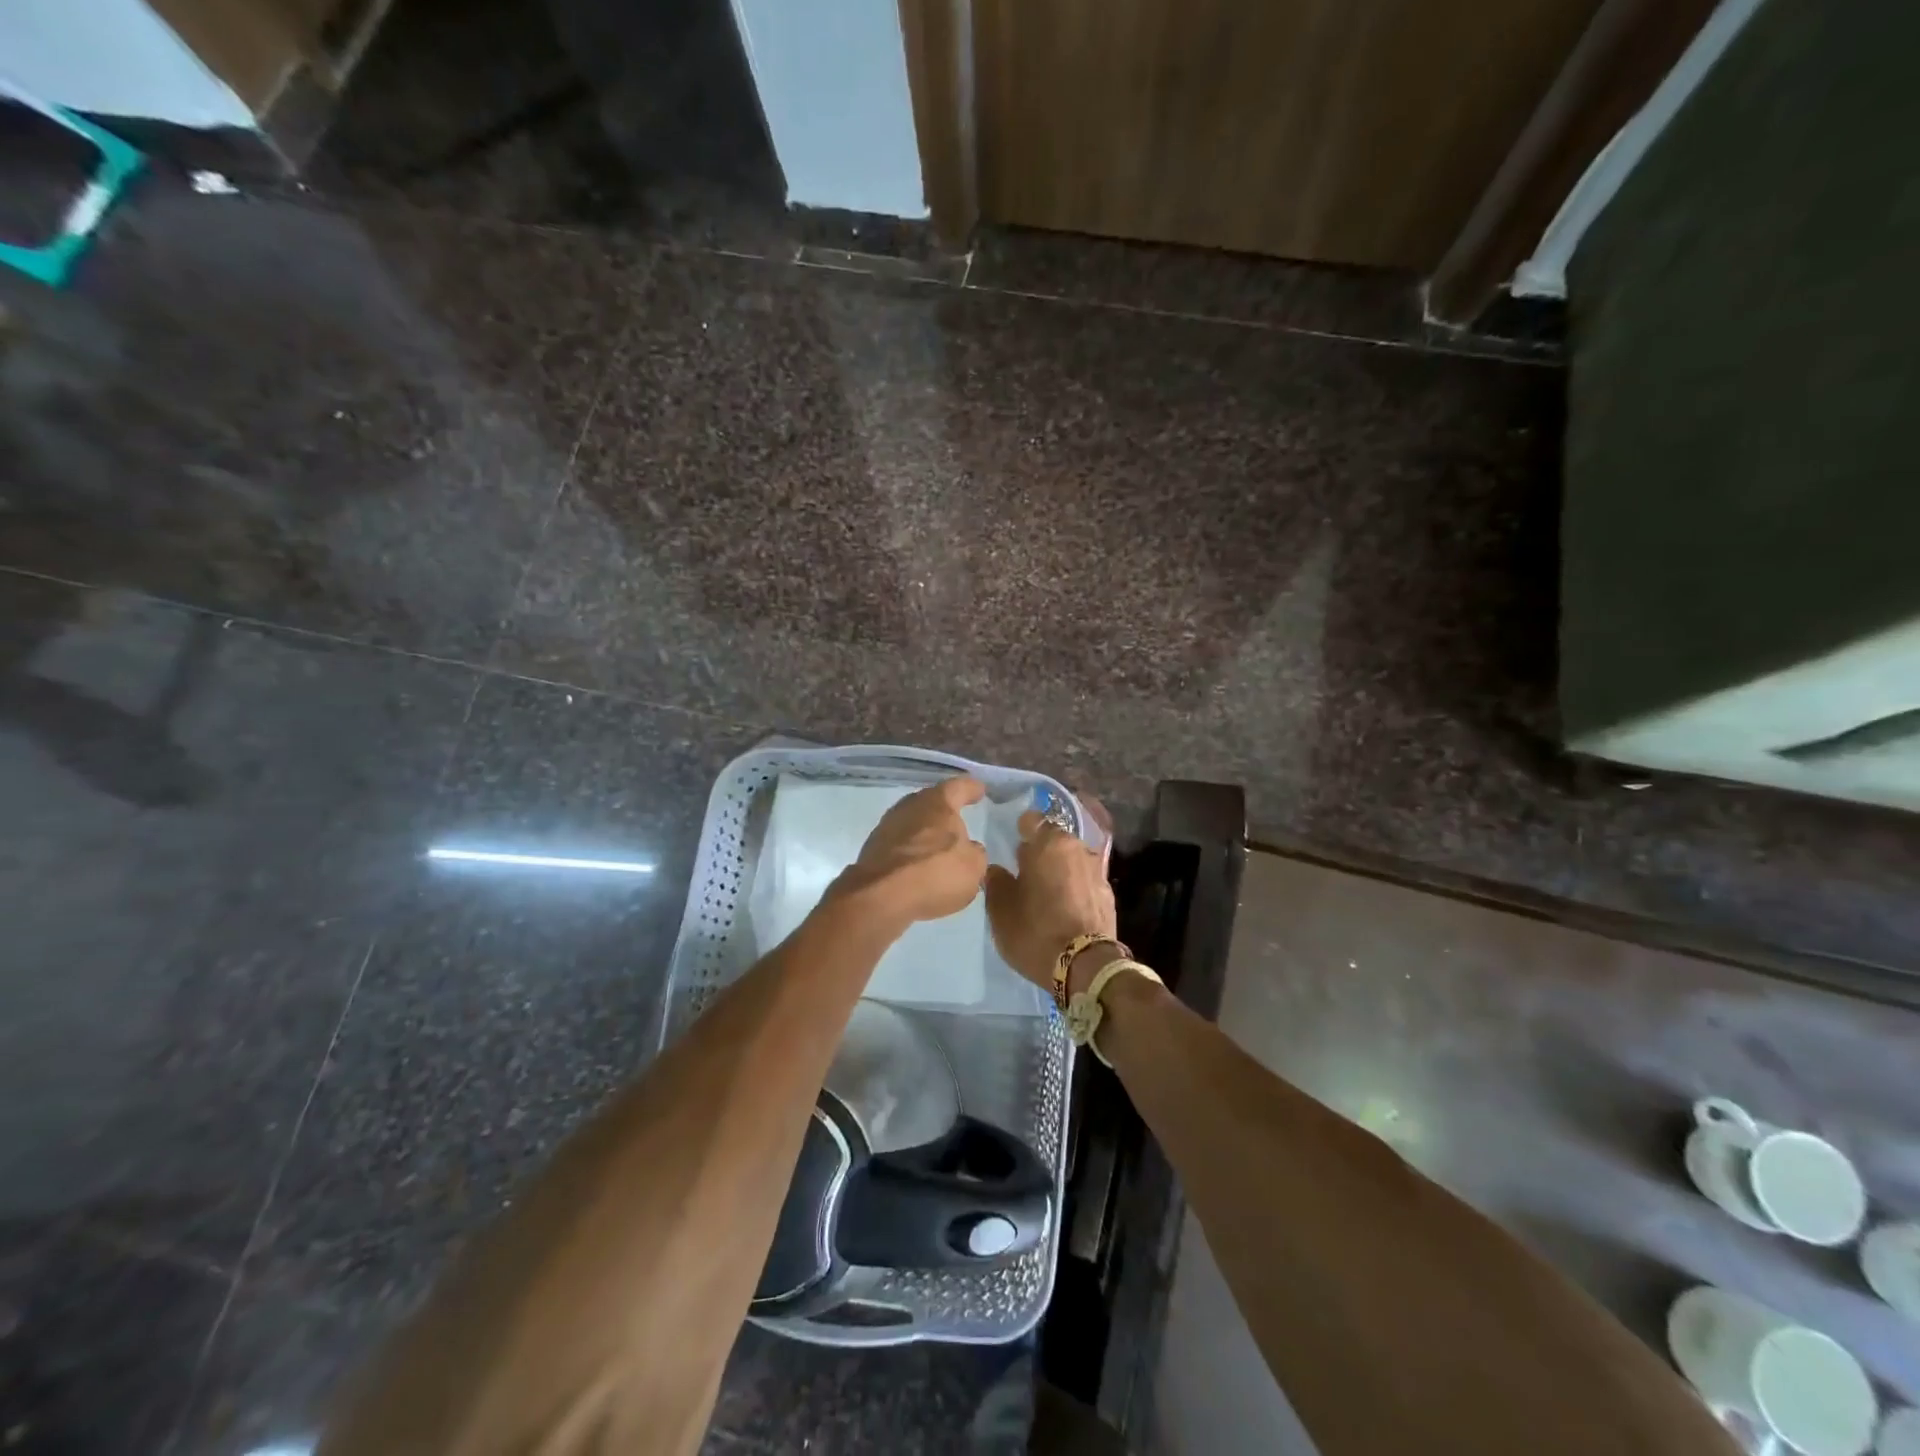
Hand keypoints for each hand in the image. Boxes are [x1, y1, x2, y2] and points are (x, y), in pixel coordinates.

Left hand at [830, 776, 988, 924]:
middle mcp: (909, 806)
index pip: (959, 787)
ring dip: (925, 833)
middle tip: (958, 821)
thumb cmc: (935, 873)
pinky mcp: (872, 850)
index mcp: (937, 802)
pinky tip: (918, 867)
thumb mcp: (973, 867)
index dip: (971, 789)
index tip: (979, 790)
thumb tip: (968, 849)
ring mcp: (886, 827)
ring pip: (913, 824)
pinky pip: (900, 845)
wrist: (881, 897)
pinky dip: (911, 852)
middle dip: (944, 812)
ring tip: (938, 848)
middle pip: (931, 803)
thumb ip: (974, 853)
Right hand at [985, 798, 1117, 991]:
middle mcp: (1077, 848)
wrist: (1085, 966)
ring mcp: (1097, 870)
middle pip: (1054, 840)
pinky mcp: (1109, 894)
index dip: (1020, 830)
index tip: (1011, 847)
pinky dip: (1074, 888)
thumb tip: (996, 869)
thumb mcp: (1000, 909)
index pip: (1031, 820)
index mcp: (1049, 843)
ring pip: (1071, 860)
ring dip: (1059, 870)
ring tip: (1046, 892)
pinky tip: (1065, 907)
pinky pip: (1084, 881)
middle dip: (1041, 851)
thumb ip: (996, 881)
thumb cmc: (1035, 930)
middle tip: (1025, 873)